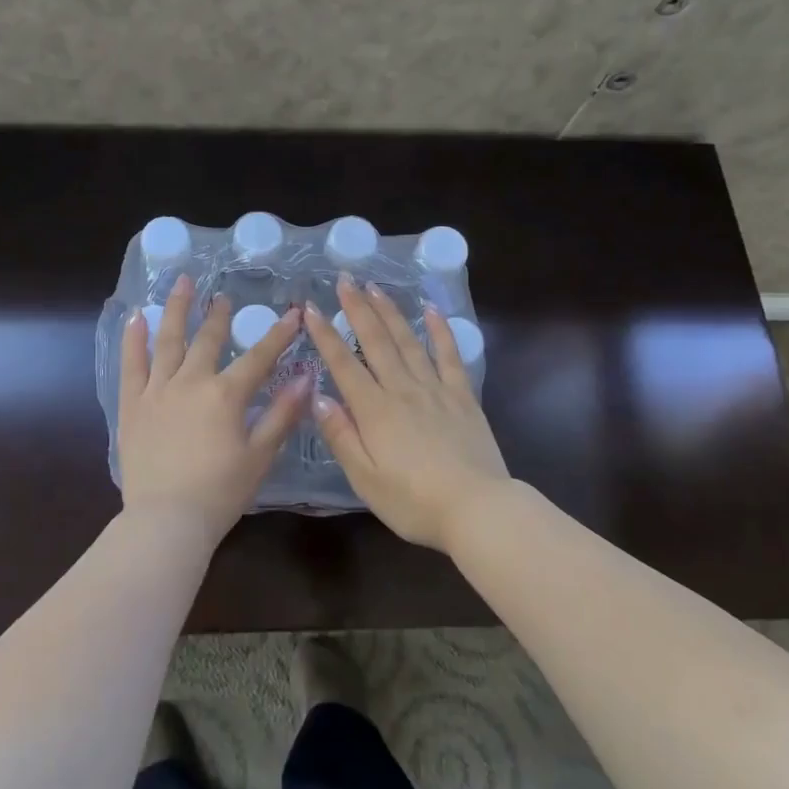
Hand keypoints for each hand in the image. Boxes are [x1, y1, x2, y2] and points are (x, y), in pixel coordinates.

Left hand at [117, 275, 309, 535]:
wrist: (166, 521)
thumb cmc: (220, 493)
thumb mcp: (260, 455)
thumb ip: (282, 413)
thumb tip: (305, 376)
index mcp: (226, 395)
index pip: (258, 356)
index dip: (278, 334)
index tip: (293, 312)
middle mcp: (191, 381)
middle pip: (208, 339)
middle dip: (218, 315)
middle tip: (223, 296)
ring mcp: (157, 390)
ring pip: (168, 340)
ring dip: (176, 309)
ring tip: (182, 283)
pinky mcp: (132, 404)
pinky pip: (131, 364)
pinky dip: (133, 338)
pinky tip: (135, 316)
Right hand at [303, 275, 510, 551]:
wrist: (478, 509)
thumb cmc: (414, 502)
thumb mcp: (365, 479)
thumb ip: (341, 436)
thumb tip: (319, 396)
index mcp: (374, 410)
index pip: (343, 364)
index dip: (325, 334)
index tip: (310, 307)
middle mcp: (402, 389)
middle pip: (376, 341)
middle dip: (358, 308)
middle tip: (345, 279)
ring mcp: (435, 389)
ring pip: (409, 341)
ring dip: (391, 312)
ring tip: (376, 287)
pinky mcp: (463, 396)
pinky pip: (449, 355)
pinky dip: (440, 330)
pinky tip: (432, 310)